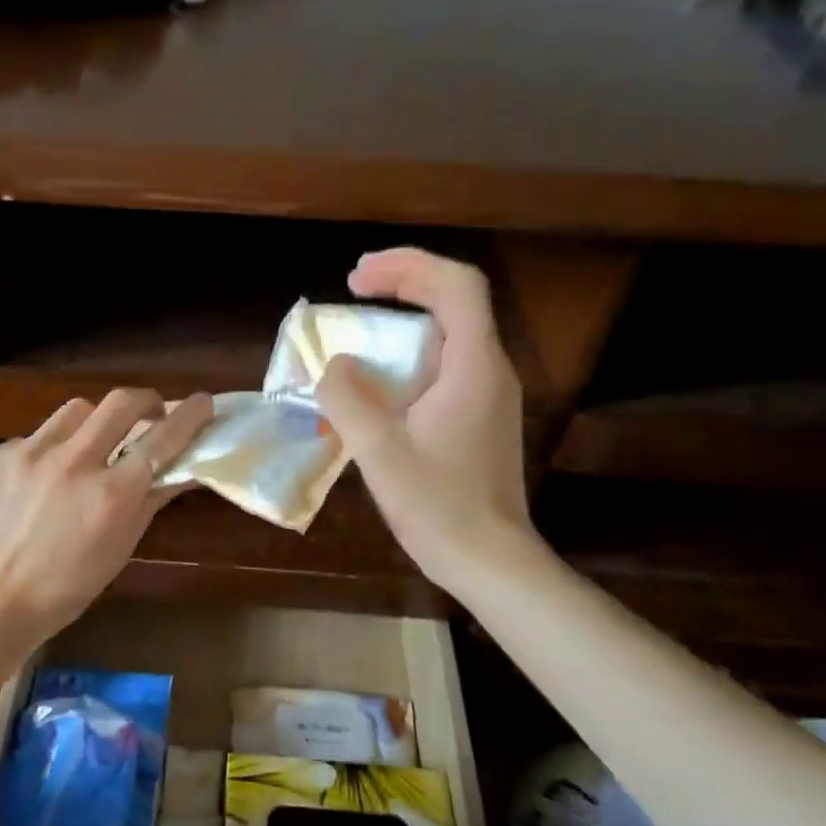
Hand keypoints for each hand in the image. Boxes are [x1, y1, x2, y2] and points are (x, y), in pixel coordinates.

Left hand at [0, 388, 215, 661]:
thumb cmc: (60, 593)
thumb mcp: (116, 552)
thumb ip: (148, 503)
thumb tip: (179, 471)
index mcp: (111, 495)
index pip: (163, 438)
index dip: (189, 414)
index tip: (203, 401)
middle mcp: (73, 462)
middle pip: (121, 402)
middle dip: (145, 400)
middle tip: (149, 413)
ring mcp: (28, 453)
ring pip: (75, 412)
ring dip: (92, 424)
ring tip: (86, 450)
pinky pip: (32, 439)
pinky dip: (45, 454)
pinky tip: (33, 486)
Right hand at [316, 249, 531, 590]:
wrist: (489, 559)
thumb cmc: (437, 506)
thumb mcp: (379, 451)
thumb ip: (347, 398)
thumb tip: (333, 366)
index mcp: (473, 366)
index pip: (456, 285)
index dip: (407, 266)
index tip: (358, 278)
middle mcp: (491, 370)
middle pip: (456, 300)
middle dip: (405, 283)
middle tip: (355, 286)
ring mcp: (491, 395)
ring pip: (453, 333)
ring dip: (407, 318)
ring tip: (362, 326)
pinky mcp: (483, 418)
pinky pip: (449, 365)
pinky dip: (413, 354)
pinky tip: (382, 379)